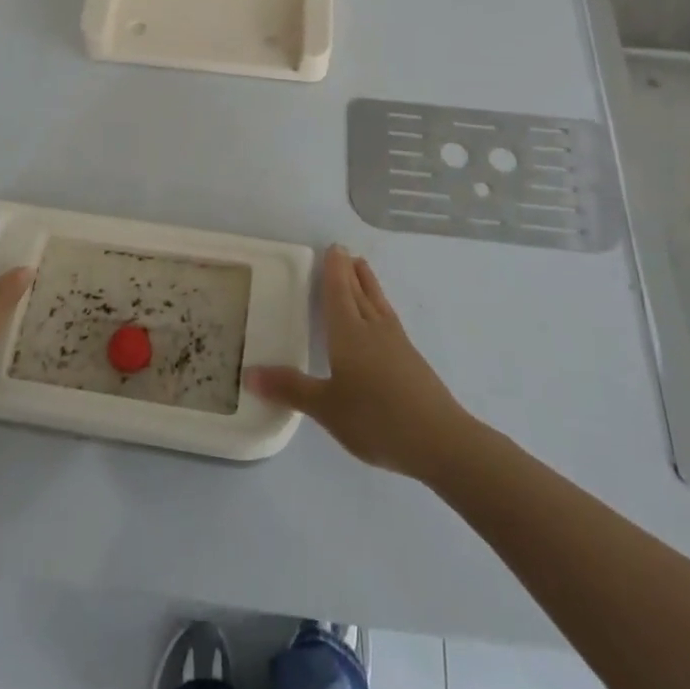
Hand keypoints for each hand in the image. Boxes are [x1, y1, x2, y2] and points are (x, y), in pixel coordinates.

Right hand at [246, 245, 468, 478]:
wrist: (439, 440)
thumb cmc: (376, 419)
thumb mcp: (326, 407)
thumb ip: (290, 389)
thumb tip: (249, 373)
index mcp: (349, 333)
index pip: (339, 292)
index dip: (334, 270)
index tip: (333, 248)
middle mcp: (373, 330)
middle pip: (360, 292)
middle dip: (350, 272)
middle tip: (343, 252)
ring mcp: (397, 344)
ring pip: (378, 304)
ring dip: (368, 284)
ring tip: (362, 269)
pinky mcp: (412, 361)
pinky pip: (389, 320)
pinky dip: (380, 307)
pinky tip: (381, 320)